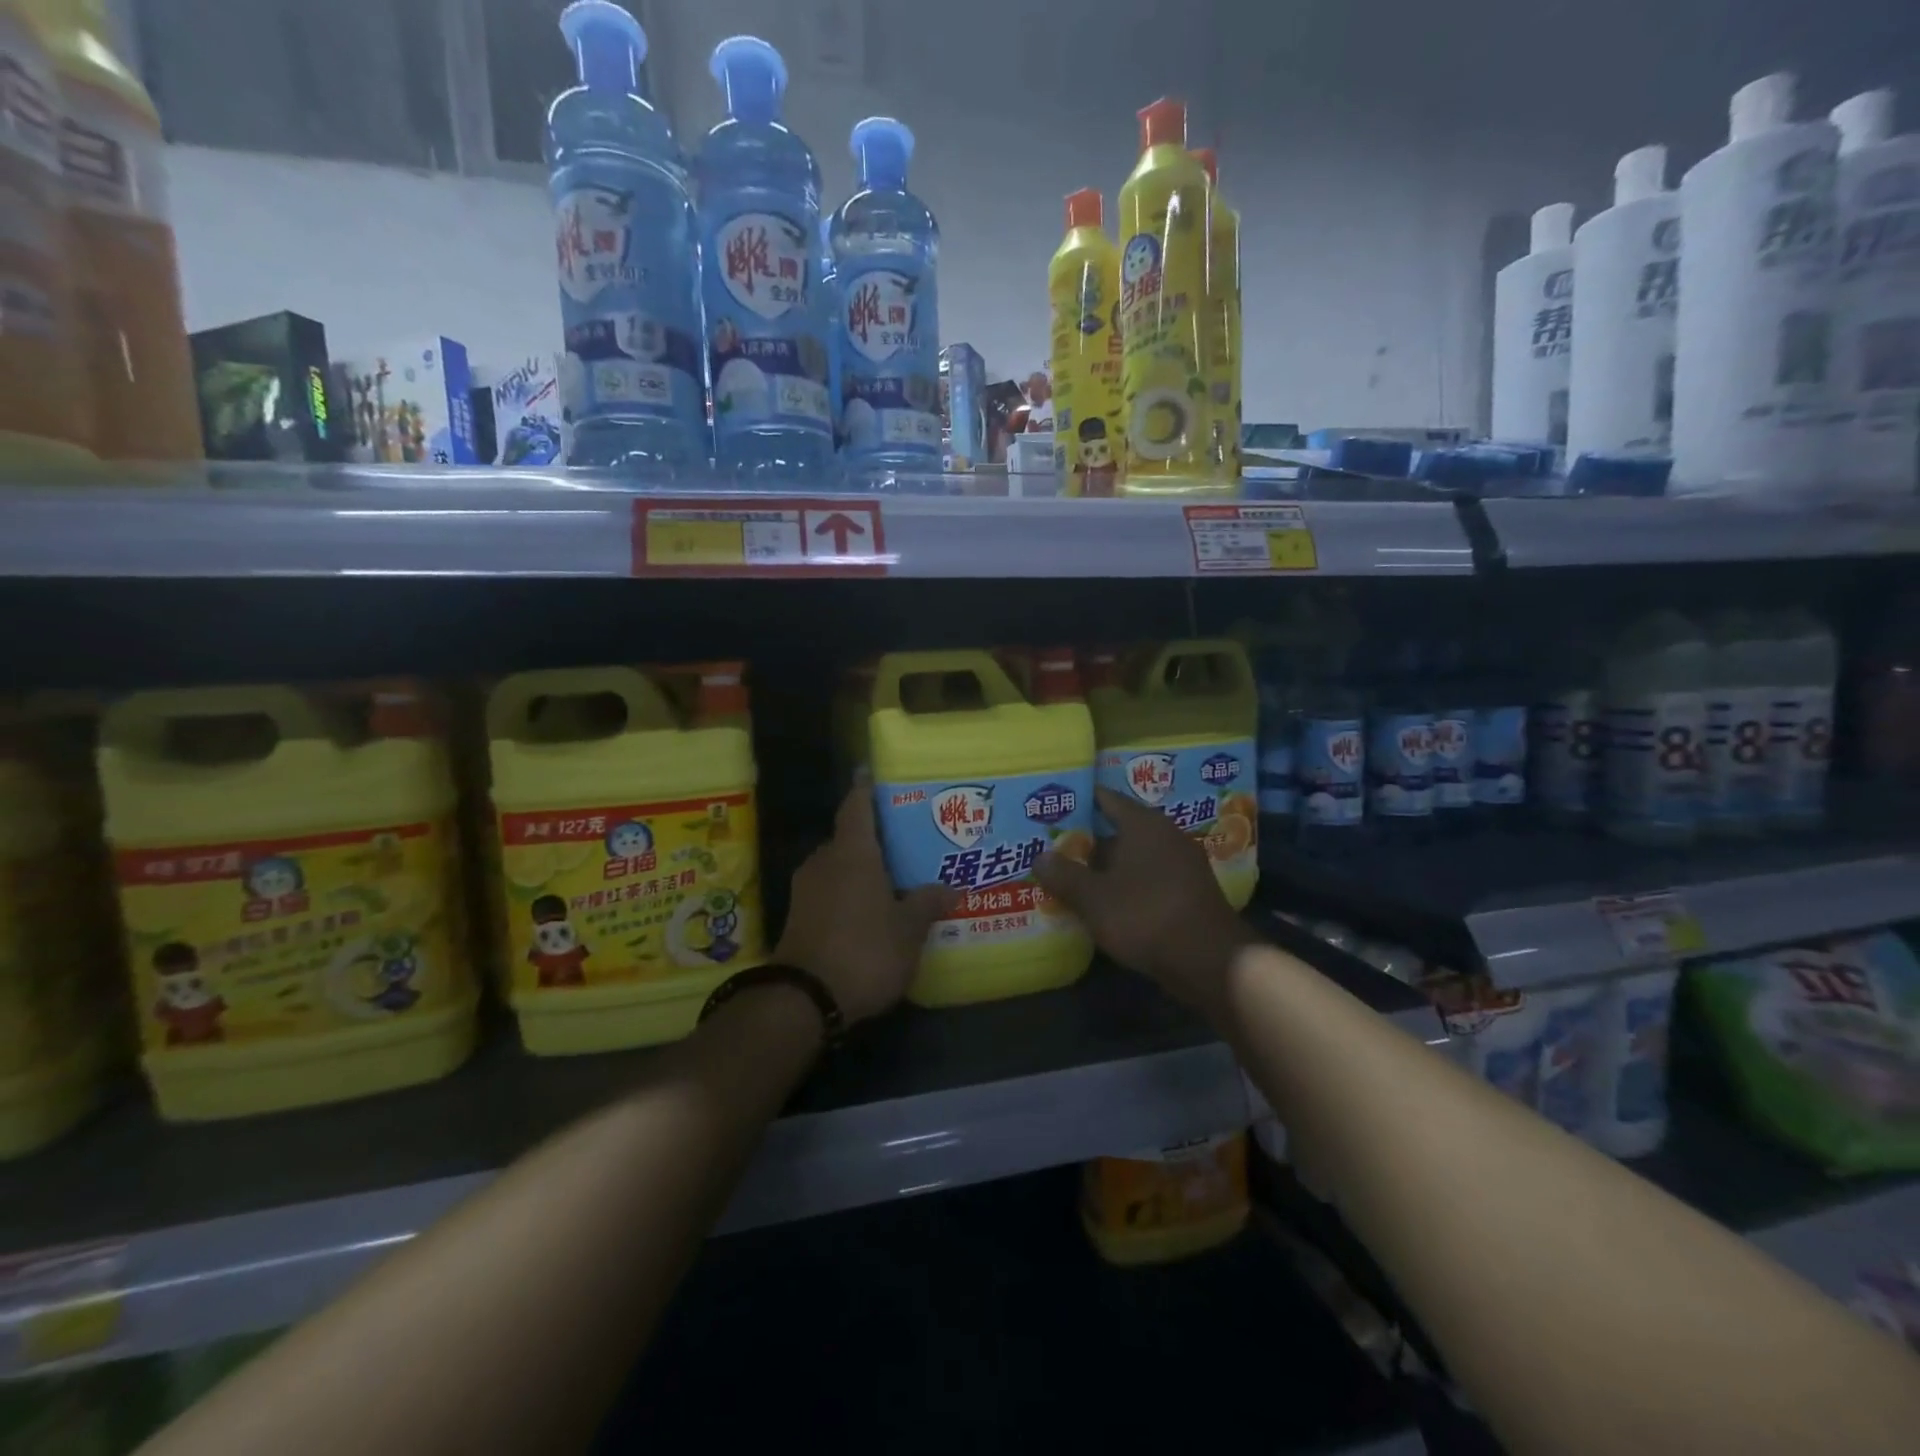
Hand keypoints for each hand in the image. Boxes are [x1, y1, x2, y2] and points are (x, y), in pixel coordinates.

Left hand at [775, 782, 954, 1023]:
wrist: (804, 999)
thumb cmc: (865, 950)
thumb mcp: (908, 930)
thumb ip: (928, 903)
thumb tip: (952, 887)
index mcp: (852, 853)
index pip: (857, 806)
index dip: (865, 788)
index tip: (871, 772)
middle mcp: (824, 861)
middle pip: (849, 838)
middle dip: (874, 838)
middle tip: (904, 841)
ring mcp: (806, 889)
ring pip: (838, 867)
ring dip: (860, 869)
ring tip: (892, 877)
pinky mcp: (798, 916)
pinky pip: (828, 891)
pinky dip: (848, 893)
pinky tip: (869, 910)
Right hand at [1036, 788, 1257, 1012]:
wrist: (1209, 961)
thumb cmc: (1146, 915)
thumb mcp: (1094, 898)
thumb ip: (1065, 875)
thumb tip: (1039, 856)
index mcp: (1144, 823)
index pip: (1107, 799)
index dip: (1080, 802)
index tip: (1054, 807)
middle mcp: (1166, 835)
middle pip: (1120, 830)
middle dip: (1089, 841)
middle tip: (1055, 847)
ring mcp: (1183, 864)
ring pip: (1135, 857)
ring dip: (1108, 867)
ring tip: (1074, 877)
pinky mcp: (1190, 892)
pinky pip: (1149, 879)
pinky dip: (1127, 886)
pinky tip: (1106, 903)